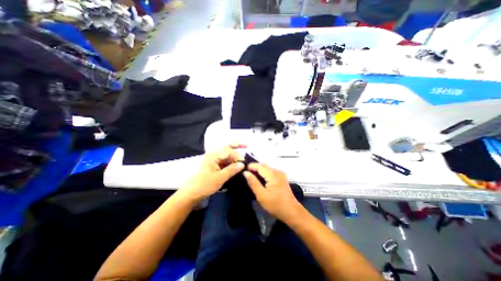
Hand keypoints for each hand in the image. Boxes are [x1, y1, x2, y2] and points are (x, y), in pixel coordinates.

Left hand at [178, 146, 245, 203]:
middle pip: (226, 148)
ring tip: (242, 159)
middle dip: (236, 146)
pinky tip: (235, 165)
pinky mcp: (213, 166)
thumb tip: (242, 164)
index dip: (237, 155)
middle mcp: (212, 155)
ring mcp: (212, 160)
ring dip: (234, 156)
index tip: (244, 162)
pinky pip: (223, 161)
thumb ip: (232, 170)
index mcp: (212, 156)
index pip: (228, 151)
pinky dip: (230, 162)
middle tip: (246, 145)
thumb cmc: (203, 185)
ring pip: (225, 155)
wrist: (190, 195)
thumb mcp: (219, 178)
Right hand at [243, 164, 300, 222]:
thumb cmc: (275, 205)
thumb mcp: (261, 195)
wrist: (291, 211)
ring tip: (251, 177)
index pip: (260, 166)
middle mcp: (277, 171)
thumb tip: (245, 173)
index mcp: (273, 174)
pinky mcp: (281, 177)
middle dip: (254, 168)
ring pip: (266, 168)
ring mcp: (280, 173)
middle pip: (263, 165)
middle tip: (246, 175)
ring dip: (259, 171)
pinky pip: (270, 171)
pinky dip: (264, 173)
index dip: (250, 166)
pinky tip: (259, 179)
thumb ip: (253, 182)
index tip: (242, 170)